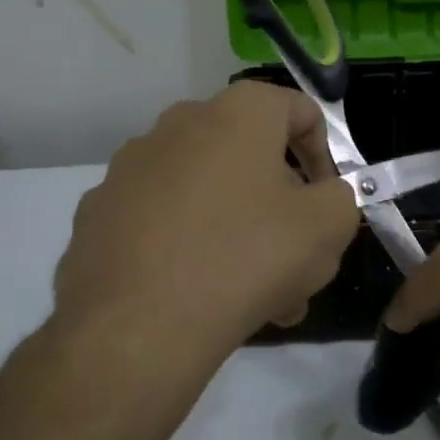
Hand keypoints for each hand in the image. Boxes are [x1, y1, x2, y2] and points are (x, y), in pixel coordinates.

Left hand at [0, 82, 358, 439]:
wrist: (137, 328)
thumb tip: (322, 197)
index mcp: (235, 114)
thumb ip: (341, 198)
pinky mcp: (98, 213)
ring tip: (258, 297)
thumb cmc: (246, 259)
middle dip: (282, 207)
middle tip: (298, 259)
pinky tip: (201, 296)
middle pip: (251, 157)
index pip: (298, 110)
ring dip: (240, 233)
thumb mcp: (328, 227)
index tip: (327, 203)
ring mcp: (130, 169)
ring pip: (207, 194)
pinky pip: (163, 221)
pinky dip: (188, 246)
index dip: (325, 155)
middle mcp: (178, 125)